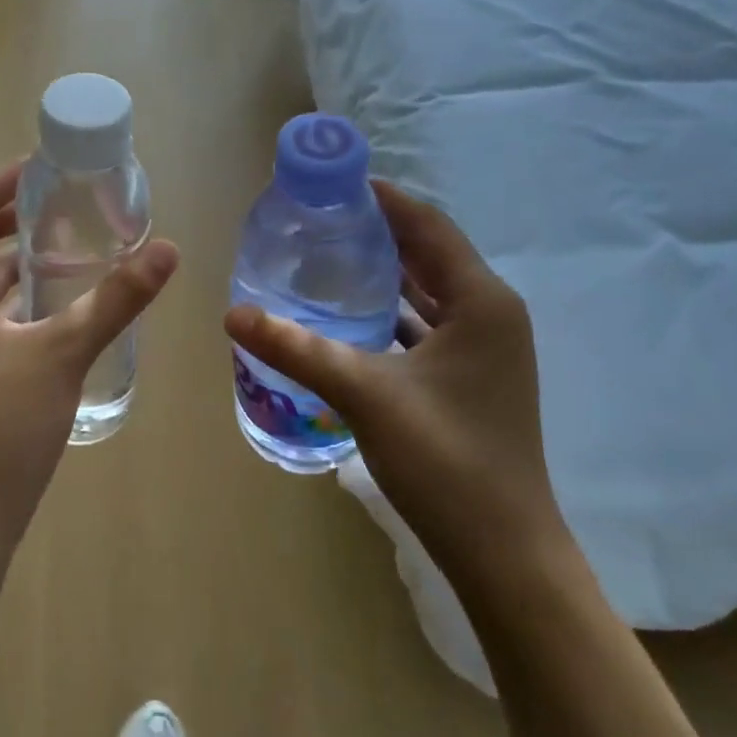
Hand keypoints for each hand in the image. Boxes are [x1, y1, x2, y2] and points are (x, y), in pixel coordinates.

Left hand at [0, 162, 179, 559]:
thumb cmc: (3, 425)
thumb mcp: (65, 352)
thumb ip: (117, 297)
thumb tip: (169, 249)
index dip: (8, 181)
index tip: (49, 166)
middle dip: (16, 218)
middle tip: (69, 202)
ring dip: (17, 259)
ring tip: (71, 243)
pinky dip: (12, 295)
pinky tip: (54, 301)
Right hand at [223, 182, 562, 572]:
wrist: (503, 553)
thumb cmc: (445, 461)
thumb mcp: (364, 394)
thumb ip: (297, 348)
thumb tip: (232, 315)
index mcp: (482, 301)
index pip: (428, 226)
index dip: (383, 199)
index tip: (334, 183)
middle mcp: (491, 314)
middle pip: (429, 254)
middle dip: (379, 232)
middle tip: (321, 219)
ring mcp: (485, 350)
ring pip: (428, 293)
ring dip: (385, 273)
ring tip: (329, 257)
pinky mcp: (472, 378)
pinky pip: (428, 326)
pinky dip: (393, 312)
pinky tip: (351, 316)